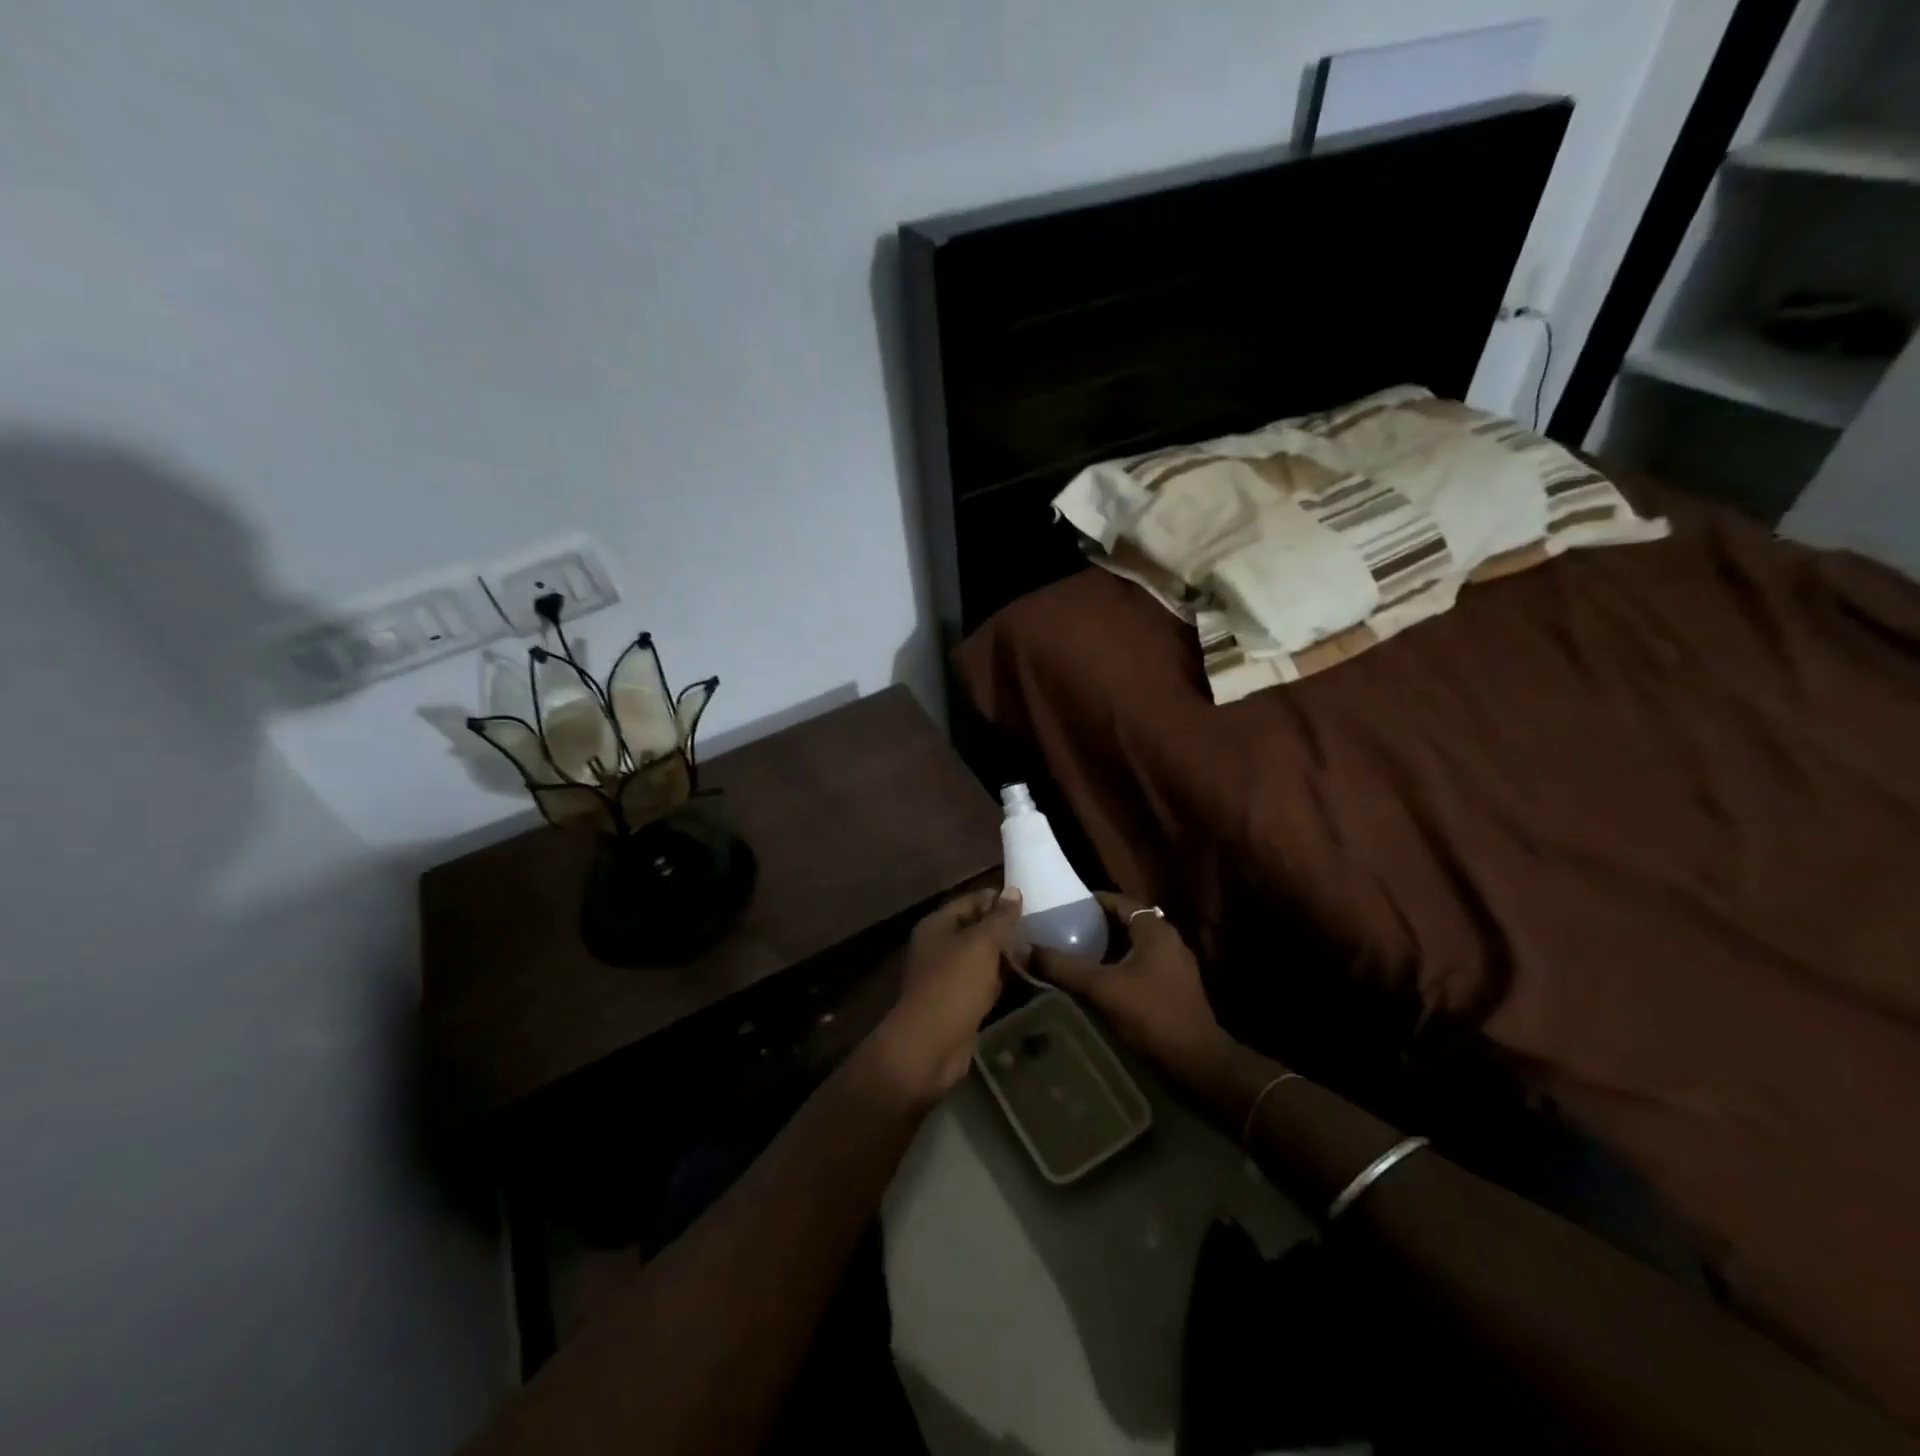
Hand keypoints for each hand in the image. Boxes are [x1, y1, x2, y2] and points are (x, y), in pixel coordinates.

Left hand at [866, 886, 1022, 1104]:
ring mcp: (945, 976)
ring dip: (1003, 957)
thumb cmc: (954, 985)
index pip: (971, 901)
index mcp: (937, 925)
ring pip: (980, 958)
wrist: (929, 1046)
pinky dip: (999, 981)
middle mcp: (937, 946)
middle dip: (1003, 930)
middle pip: (975, 929)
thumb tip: (1013, 890)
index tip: (1029, 905)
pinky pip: (981, 983)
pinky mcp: (956, 1002)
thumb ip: (1000, 918)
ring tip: (1036, 954)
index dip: (998, 900)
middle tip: (1038, 931)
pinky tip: (1023, 980)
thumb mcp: (981, 944)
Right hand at [1032, 891, 1236, 1093]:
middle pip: (1127, 923)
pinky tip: (1098, 980)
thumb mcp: (1101, 987)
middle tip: (1065, 928)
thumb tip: (1024, 949)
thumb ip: (1063, 967)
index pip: (1121, 901)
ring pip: (1134, 946)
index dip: (1093, 901)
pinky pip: (1142, 965)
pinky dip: (1119, 966)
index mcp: (1156, 930)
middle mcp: (1169, 941)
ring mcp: (1175, 966)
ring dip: (1108, 947)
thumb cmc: (1151, 1014)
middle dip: (1097, 925)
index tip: (1066, 904)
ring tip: (1075, 952)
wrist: (1197, 1062)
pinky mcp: (1175, 988)